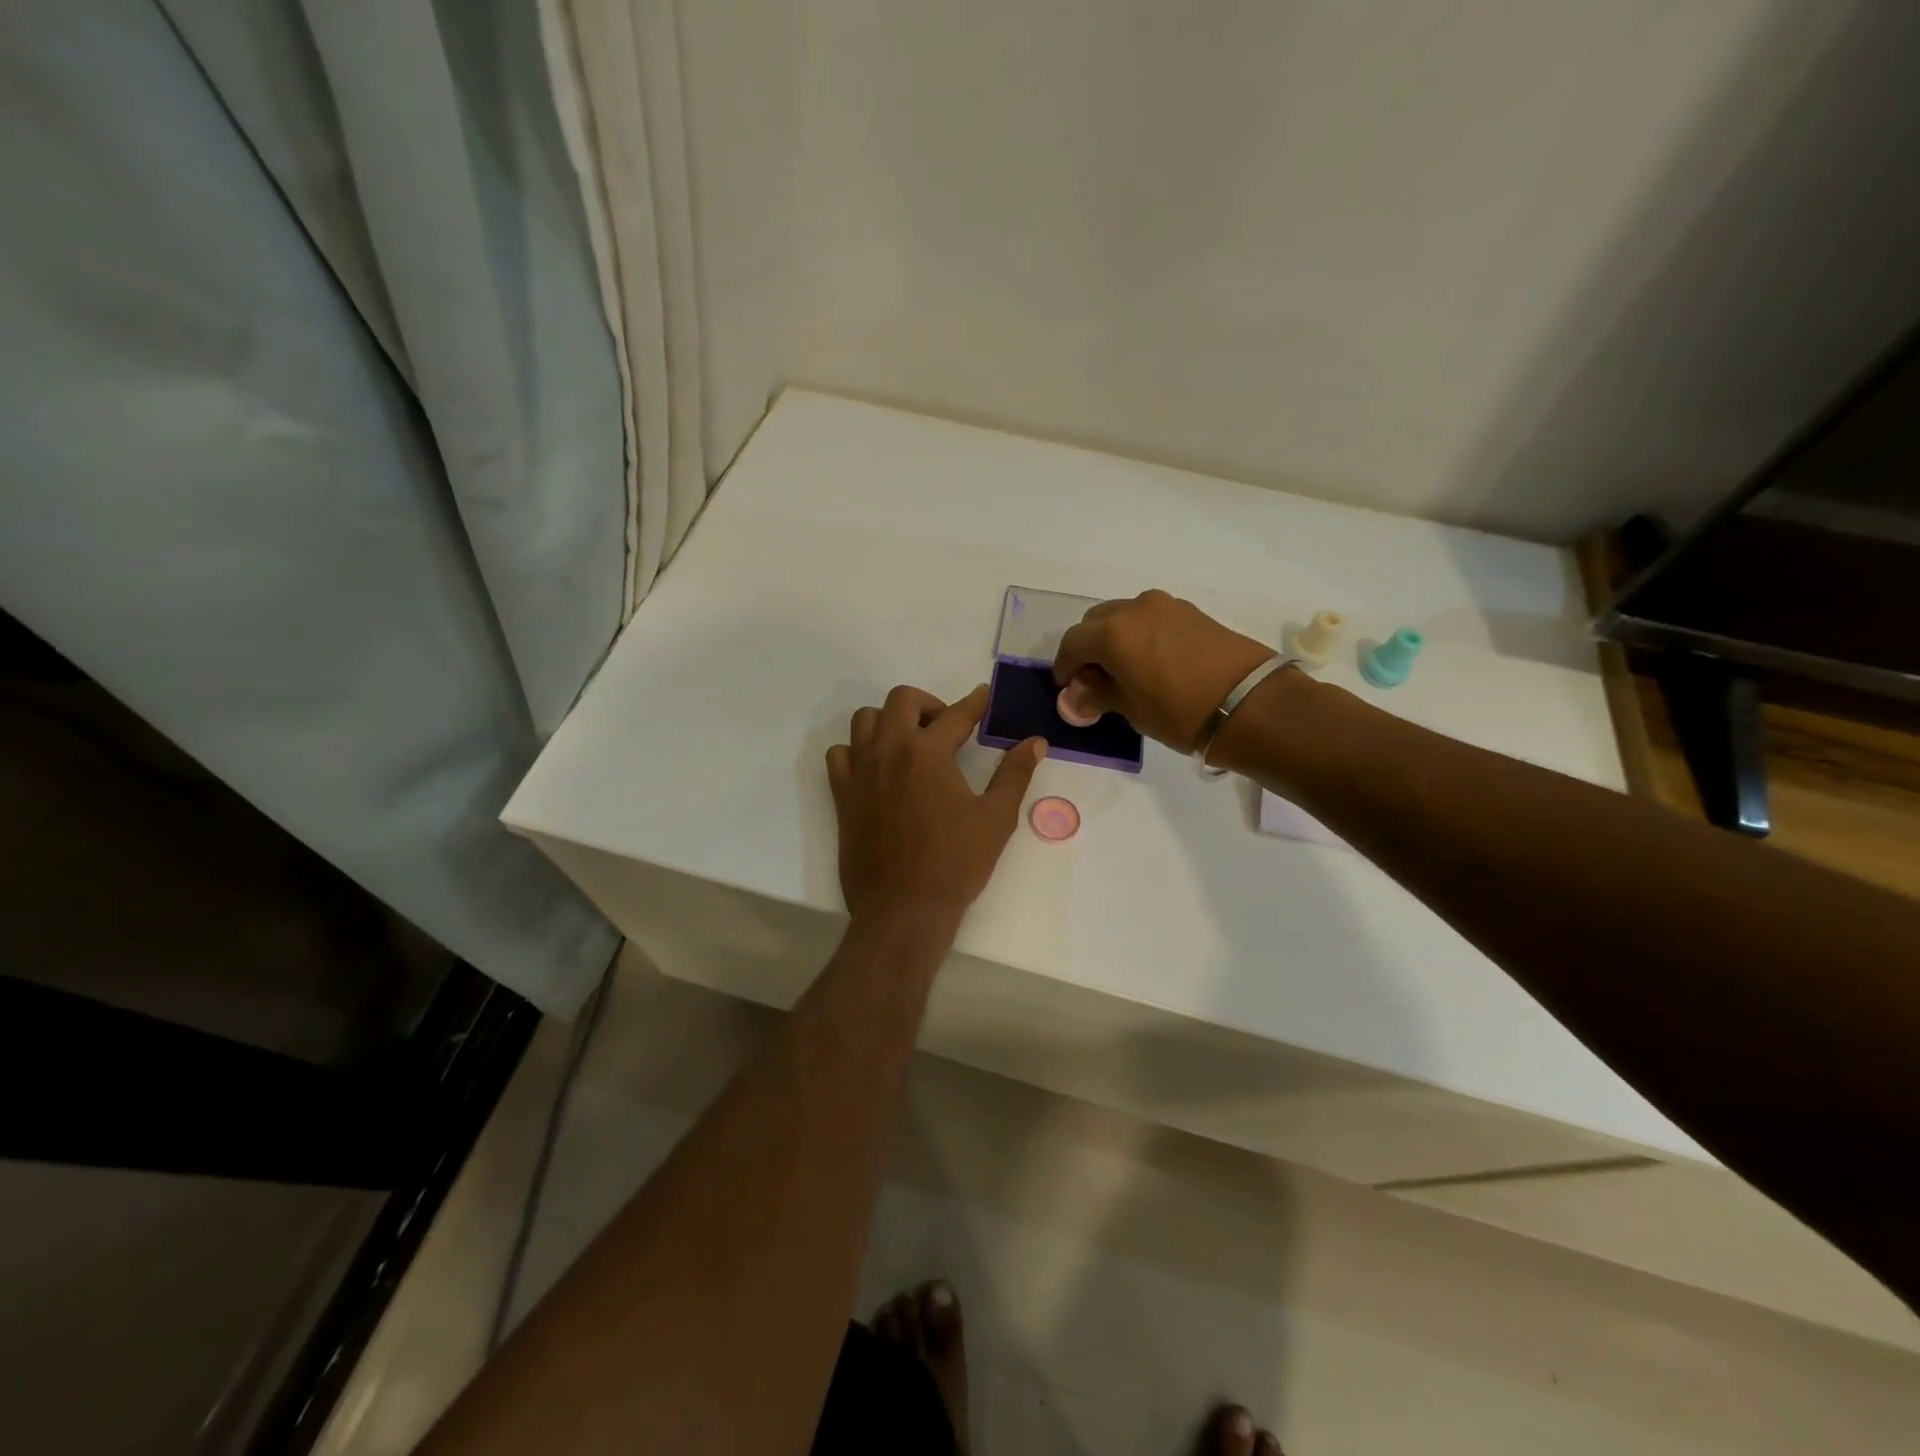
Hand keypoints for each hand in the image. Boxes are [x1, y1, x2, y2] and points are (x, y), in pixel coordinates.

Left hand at [826, 684, 1045, 927]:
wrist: (903, 908)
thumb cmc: (955, 863)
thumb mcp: (996, 818)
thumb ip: (1014, 774)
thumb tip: (1035, 742)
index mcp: (928, 752)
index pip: (956, 714)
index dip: (975, 702)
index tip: (983, 695)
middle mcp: (889, 750)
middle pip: (901, 700)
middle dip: (928, 704)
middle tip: (947, 727)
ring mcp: (860, 771)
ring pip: (865, 720)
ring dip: (889, 720)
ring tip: (910, 743)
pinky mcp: (842, 795)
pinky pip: (840, 754)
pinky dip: (857, 750)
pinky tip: (876, 768)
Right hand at [1053, 590, 1274, 751]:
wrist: (1251, 704)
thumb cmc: (1181, 713)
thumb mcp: (1132, 710)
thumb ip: (1098, 695)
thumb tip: (1076, 695)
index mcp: (1113, 632)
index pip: (1072, 642)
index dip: (1064, 666)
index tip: (1068, 687)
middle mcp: (1135, 609)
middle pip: (1096, 622)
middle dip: (1088, 648)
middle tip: (1094, 679)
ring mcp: (1166, 606)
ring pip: (1124, 616)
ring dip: (1114, 638)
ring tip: (1124, 670)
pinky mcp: (1191, 612)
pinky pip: (1150, 618)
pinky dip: (1140, 634)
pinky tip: (1150, 661)